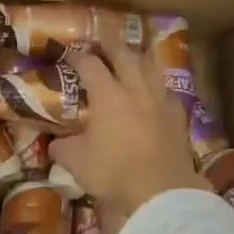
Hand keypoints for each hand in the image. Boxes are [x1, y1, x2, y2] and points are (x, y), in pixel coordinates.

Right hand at [53, 45, 211, 233]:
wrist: (161, 191)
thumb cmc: (113, 172)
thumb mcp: (76, 162)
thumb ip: (63, 147)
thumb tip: (55, 143)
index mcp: (108, 95)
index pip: (90, 65)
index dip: (77, 56)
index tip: (69, 53)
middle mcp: (135, 90)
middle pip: (125, 56)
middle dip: (111, 45)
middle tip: (103, 42)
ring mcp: (160, 101)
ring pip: (151, 68)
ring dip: (140, 58)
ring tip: (133, 56)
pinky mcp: (178, 117)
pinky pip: (166, 91)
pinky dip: (157, 86)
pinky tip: (155, 93)